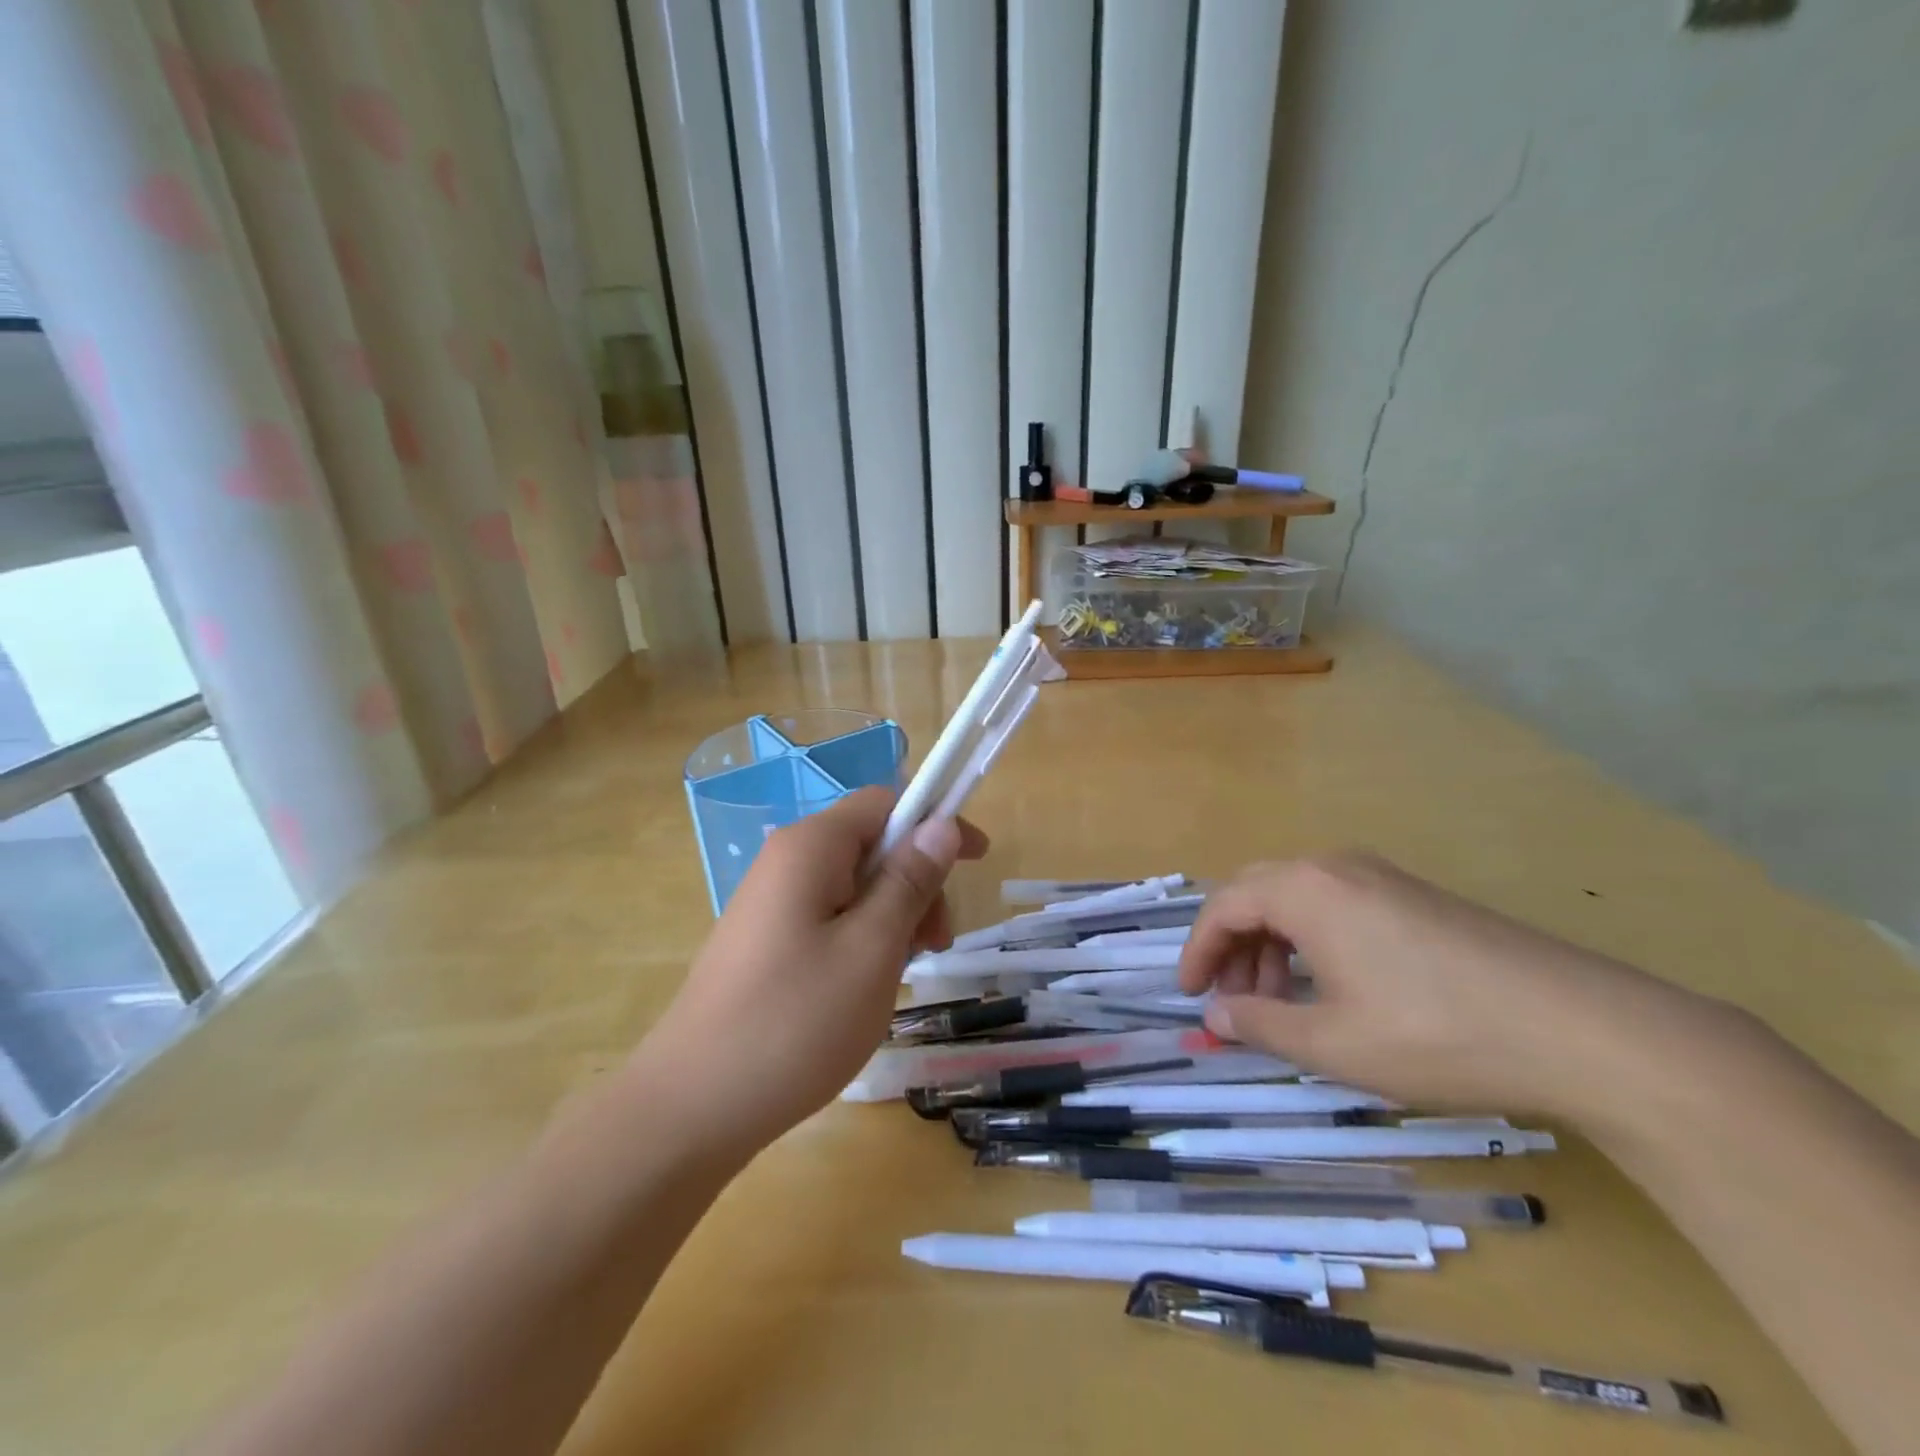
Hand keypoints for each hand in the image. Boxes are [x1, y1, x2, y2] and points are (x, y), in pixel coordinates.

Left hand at [639, 788, 987, 1154]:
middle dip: (916, 883)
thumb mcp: (872, 948)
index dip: (936, 822)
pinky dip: (863, 939)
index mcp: (811, 847)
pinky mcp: (765, 940)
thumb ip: (910, 880)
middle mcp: (787, 861)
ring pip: (855, 886)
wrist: (692, 1108)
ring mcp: (771, 903)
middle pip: (872, 845)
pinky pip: (830, 918)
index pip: (886, 802)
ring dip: (894, 917)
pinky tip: (865, 988)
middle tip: (934, 946)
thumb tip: (941, 824)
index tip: (977, 863)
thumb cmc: (795, 1021)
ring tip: (900, 977)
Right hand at [1178, 852, 1712, 1116]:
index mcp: (1306, 889)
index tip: (1189, 995)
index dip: (1198, 951)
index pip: (1224, 906)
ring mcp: (1382, 877)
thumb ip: (1261, 1024)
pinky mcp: (1417, 897)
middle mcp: (1336, 867)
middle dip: (1234, 945)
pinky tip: (1334, 986)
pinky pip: (1337, 905)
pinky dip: (1313, 940)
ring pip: (1299, 899)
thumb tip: (1215, 1015)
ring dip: (1273, 944)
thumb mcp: (1334, 1043)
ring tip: (1281, 1000)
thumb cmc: (1437, 1033)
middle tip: (1232, 999)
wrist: (1584, 1029)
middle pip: (1257, 893)